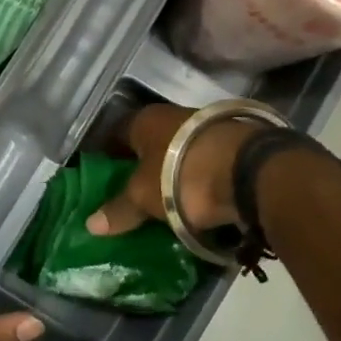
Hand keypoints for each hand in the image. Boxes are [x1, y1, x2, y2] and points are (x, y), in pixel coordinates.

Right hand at [85, 102, 261, 237]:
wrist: (249, 171)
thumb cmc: (180, 175)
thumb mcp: (143, 196)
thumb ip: (119, 209)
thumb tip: (91, 224)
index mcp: (145, 119)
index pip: (115, 133)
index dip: (106, 156)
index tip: (99, 178)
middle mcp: (174, 116)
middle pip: (149, 144)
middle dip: (140, 167)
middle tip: (130, 195)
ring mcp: (207, 130)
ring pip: (179, 154)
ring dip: (171, 175)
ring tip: (162, 204)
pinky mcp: (233, 147)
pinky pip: (204, 167)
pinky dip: (197, 182)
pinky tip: (194, 202)